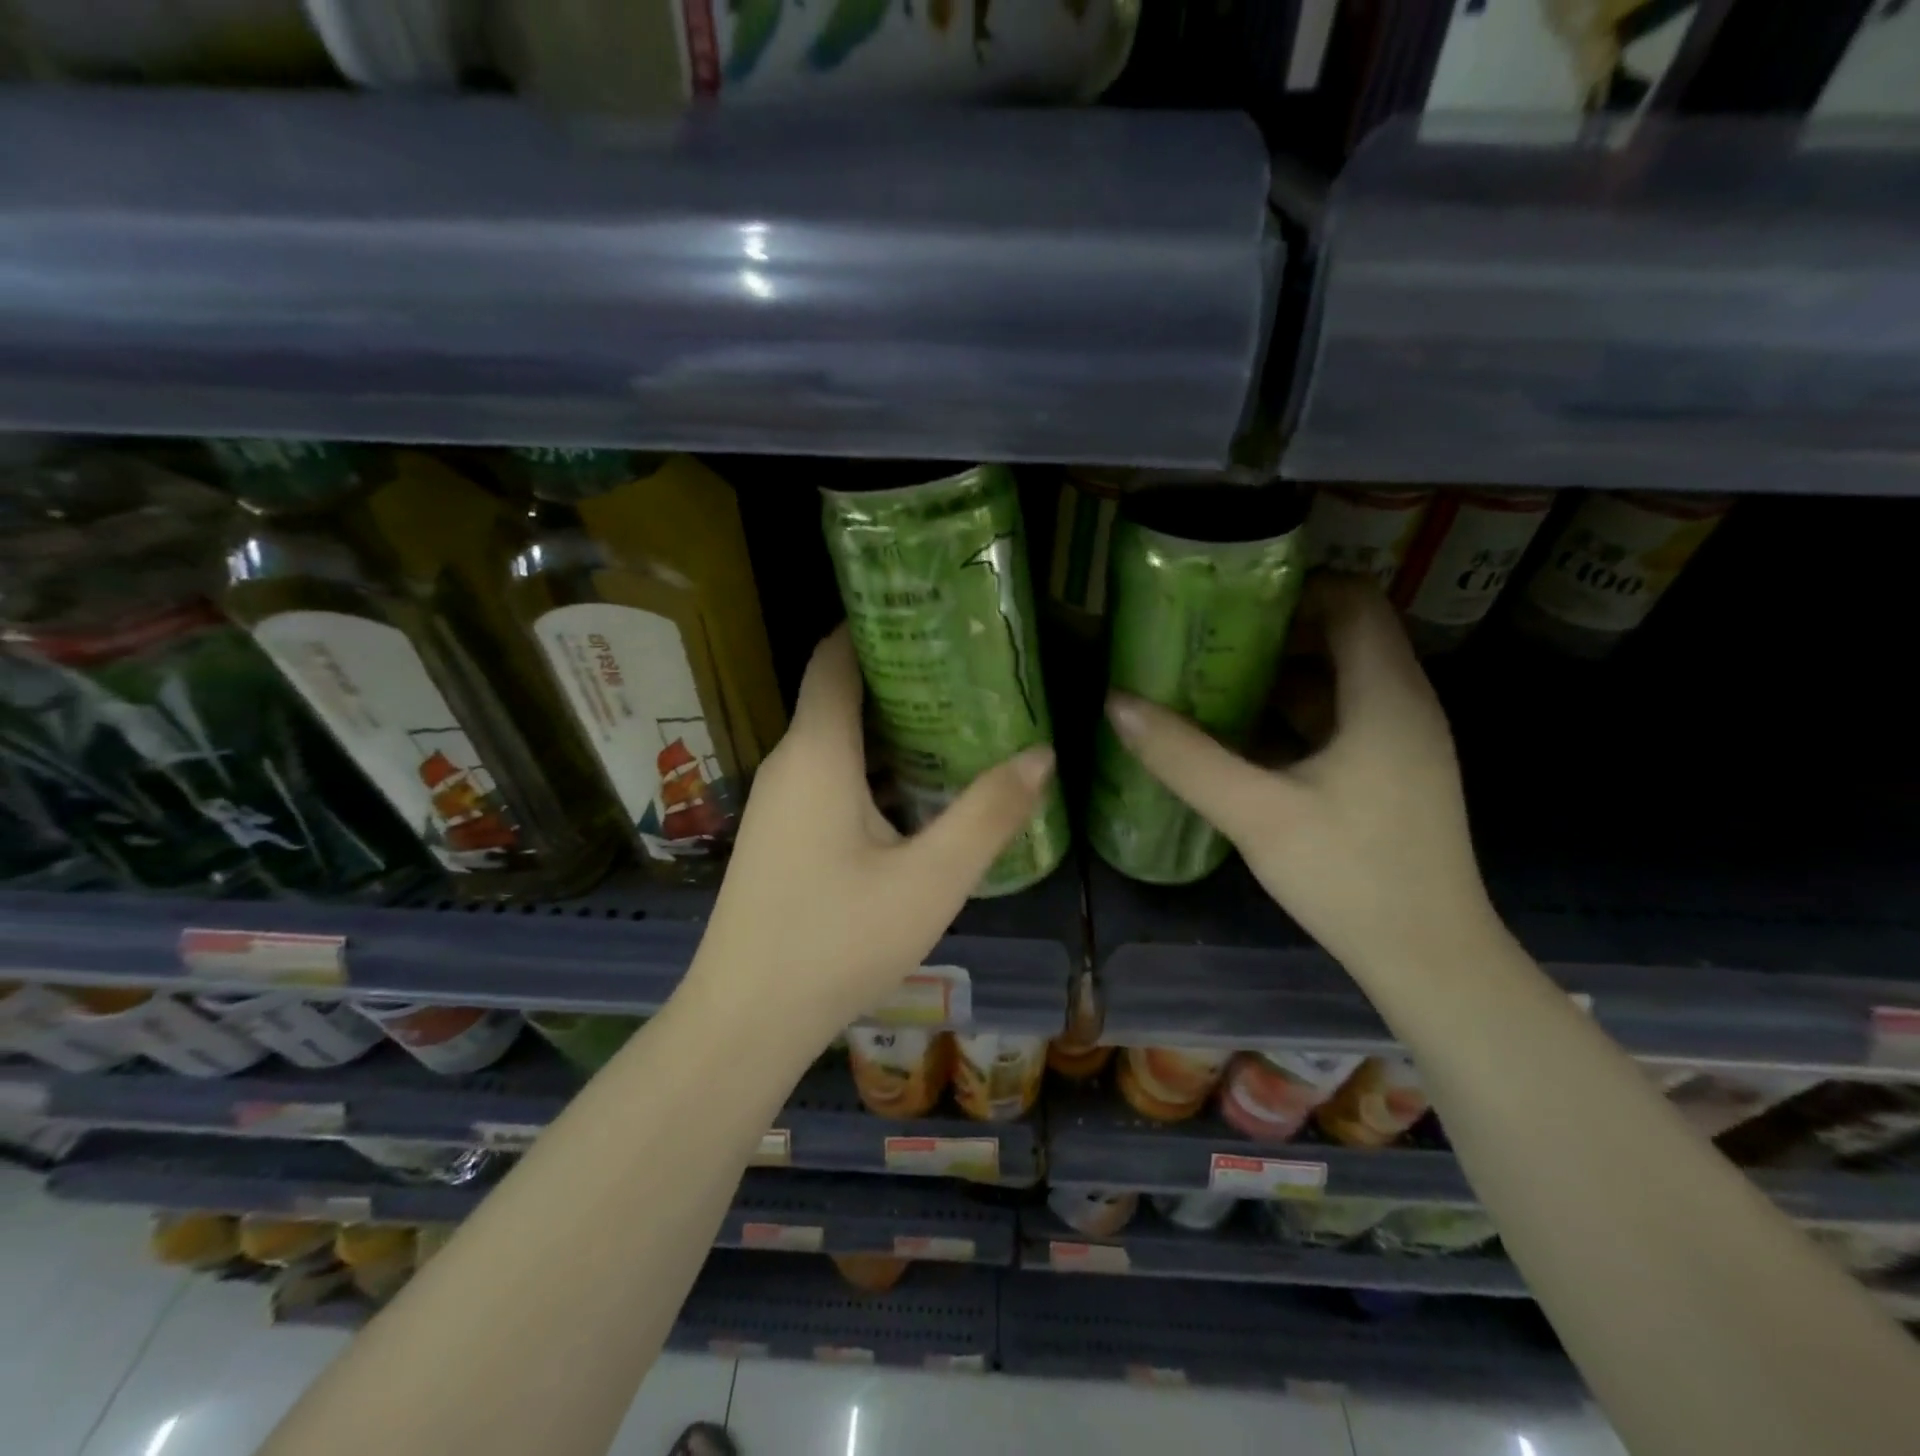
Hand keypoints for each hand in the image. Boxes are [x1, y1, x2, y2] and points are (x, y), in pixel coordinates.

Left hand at [690, 625, 1055, 1043]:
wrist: (745, 1021)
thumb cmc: (836, 941)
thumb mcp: (930, 880)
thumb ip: (988, 815)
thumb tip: (1041, 755)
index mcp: (817, 752)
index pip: (834, 655)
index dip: (874, 624)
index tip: (932, 616)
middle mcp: (789, 763)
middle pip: (841, 694)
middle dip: (902, 677)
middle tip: (971, 673)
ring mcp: (779, 801)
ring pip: (837, 740)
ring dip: (891, 728)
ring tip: (959, 725)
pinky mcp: (780, 835)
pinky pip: (829, 777)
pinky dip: (874, 767)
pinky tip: (918, 793)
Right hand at [1104, 576, 1495, 981]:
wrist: (1429, 960)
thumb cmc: (1350, 876)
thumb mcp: (1255, 813)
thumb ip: (1184, 757)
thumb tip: (1117, 704)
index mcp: (1385, 695)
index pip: (1352, 599)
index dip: (1293, 588)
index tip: (1228, 604)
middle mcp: (1403, 704)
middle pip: (1342, 636)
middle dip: (1272, 633)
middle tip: (1204, 642)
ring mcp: (1401, 742)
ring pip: (1338, 681)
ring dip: (1277, 676)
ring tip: (1208, 684)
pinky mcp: (1392, 775)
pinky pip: (1340, 720)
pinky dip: (1292, 716)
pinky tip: (1240, 740)